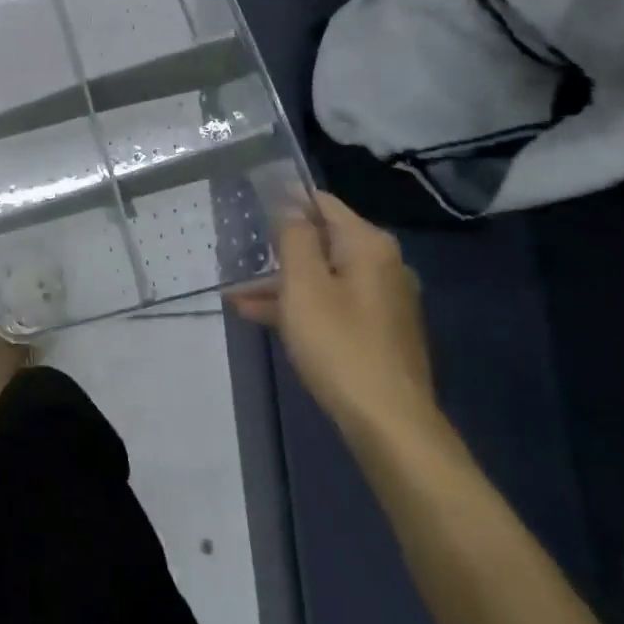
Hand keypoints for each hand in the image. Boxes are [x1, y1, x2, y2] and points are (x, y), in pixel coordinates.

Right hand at [229, 191, 434, 439]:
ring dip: (281, 281)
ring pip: (322, 276)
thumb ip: (294, 237)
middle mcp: (382, 265)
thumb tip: (290, 204)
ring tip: (236, 291)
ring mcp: (381, 301)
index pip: (322, 204)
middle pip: (322, 241)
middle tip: (237, 252)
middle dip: (278, 248)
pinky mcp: (376, 331)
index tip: (249, 205)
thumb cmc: (339, 343)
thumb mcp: (304, 284)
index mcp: (369, 246)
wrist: (388, 423)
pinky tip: (258, 316)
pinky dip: (299, 306)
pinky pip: (331, 304)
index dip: (285, 201)